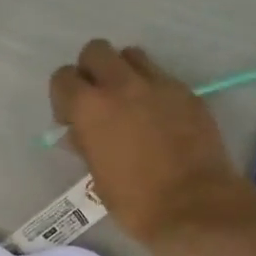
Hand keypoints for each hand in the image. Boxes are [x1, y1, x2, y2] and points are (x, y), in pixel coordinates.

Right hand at [50, 40, 255, 243]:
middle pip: (96, 51)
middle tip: (97, 102)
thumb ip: (85, 144)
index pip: (63, 78)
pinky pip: (161, 77)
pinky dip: (151, 90)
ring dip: (122, 72)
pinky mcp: (187, 92)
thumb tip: (78, 132)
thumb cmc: (135, 202)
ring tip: (128, 104)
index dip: (63, 96)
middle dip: (91, 71)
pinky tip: (157, 119)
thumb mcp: (97, 176)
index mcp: (91, 108)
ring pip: (132, 56)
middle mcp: (122, 85)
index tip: (70, 119)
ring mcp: (159, 85)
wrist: (193, 205)